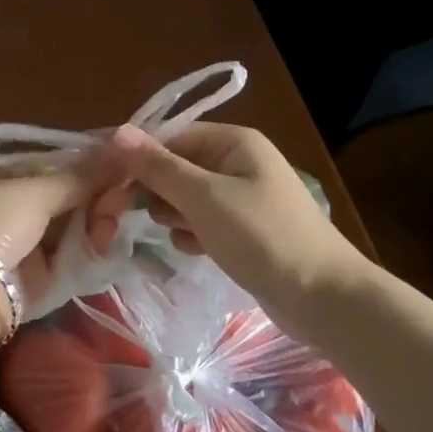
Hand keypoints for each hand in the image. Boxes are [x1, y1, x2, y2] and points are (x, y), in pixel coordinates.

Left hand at [0, 153, 109, 318]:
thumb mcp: (34, 190)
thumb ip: (81, 175)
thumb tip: (124, 147)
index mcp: (4, 176)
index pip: (57, 164)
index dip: (92, 164)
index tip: (126, 163)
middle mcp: (15, 207)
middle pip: (70, 196)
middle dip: (98, 195)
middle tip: (122, 198)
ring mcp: (27, 244)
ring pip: (76, 227)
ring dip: (98, 222)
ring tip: (110, 225)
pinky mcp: (39, 280)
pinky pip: (74, 258)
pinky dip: (91, 250)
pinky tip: (107, 244)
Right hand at [99, 123, 369, 306]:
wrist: (325, 300)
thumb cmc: (263, 237)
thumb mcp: (204, 198)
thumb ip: (158, 166)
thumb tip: (117, 131)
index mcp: (233, 141)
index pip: (170, 135)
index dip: (137, 156)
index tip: (107, 180)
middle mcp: (237, 160)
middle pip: (176, 164)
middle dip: (155, 188)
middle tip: (133, 213)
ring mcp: (242, 195)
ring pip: (186, 195)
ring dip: (173, 213)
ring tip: (177, 233)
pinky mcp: (244, 228)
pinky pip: (203, 220)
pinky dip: (192, 232)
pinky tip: (194, 249)